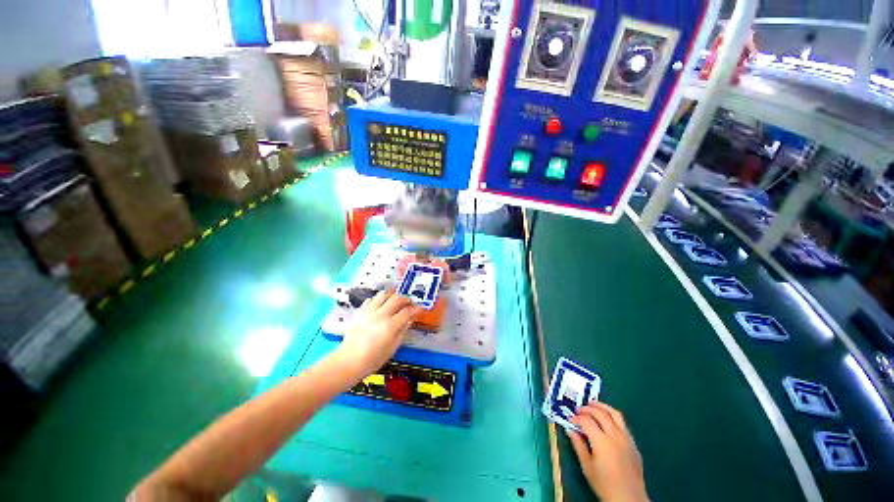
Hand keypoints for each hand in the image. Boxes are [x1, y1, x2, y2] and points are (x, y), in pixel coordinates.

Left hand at [335, 291, 421, 377]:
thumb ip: (402, 331)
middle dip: (406, 298)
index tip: (420, 308)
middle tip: (409, 303)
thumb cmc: (372, 359)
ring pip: (383, 294)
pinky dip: (378, 299)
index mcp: (390, 326)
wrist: (348, 361)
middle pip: (397, 298)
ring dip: (392, 295)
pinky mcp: (360, 312)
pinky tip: (380, 305)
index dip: (416, 308)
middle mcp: (380, 315)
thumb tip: (410, 320)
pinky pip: (371, 299)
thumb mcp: (392, 348)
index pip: (407, 312)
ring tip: (395, 300)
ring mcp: (369, 312)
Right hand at [567, 402, 647, 501]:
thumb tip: (570, 429)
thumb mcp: (587, 466)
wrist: (629, 499)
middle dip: (587, 408)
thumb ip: (578, 445)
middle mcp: (615, 435)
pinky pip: (623, 424)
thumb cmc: (604, 485)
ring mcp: (627, 438)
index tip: (570, 419)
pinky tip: (607, 421)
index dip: (576, 418)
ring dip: (602, 406)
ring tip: (592, 404)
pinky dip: (612, 417)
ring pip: (615, 414)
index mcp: (602, 441)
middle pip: (600, 413)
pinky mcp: (633, 443)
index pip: (586, 421)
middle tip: (578, 409)